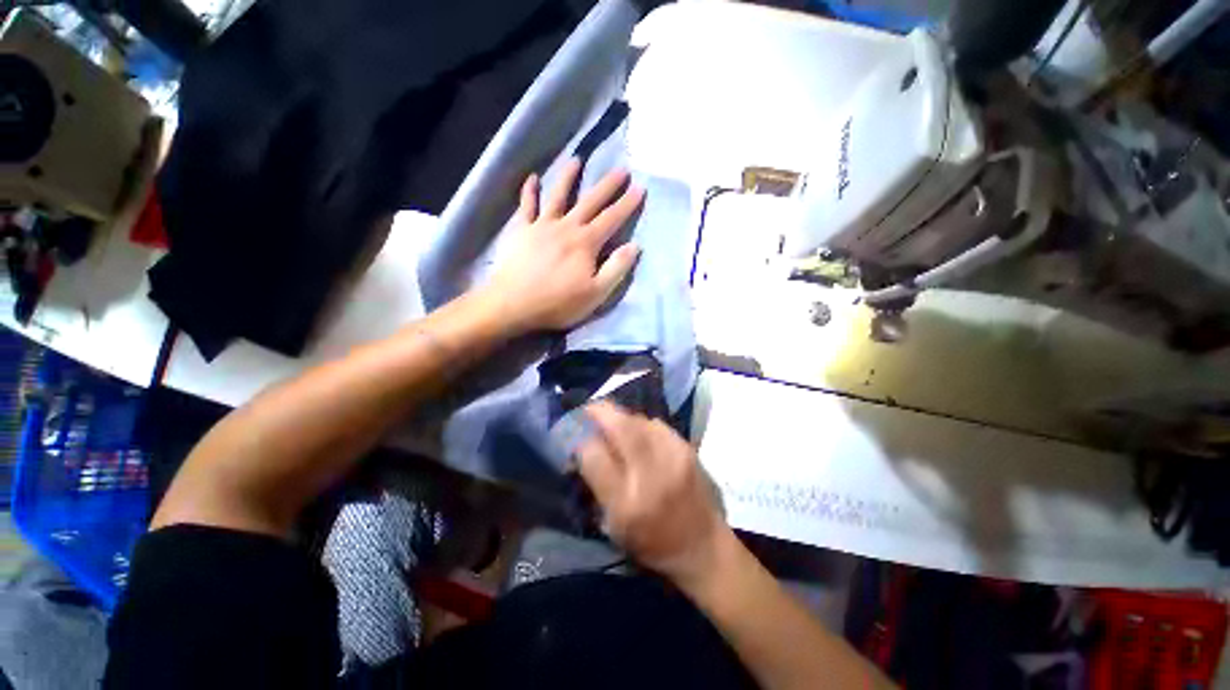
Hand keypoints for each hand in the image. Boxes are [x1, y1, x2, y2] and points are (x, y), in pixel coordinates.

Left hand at [483, 158, 644, 332]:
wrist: (513, 303)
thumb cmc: (558, 302)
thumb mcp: (596, 293)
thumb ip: (616, 269)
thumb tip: (634, 246)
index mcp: (586, 243)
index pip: (612, 218)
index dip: (627, 203)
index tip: (640, 187)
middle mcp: (566, 227)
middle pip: (590, 201)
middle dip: (607, 185)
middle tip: (621, 168)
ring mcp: (541, 226)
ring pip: (558, 195)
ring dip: (568, 177)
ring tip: (576, 160)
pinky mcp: (522, 230)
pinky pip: (526, 206)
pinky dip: (529, 191)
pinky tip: (533, 178)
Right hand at [577, 402, 733, 585]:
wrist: (704, 545)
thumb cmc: (653, 543)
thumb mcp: (614, 527)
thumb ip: (597, 486)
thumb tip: (583, 451)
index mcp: (625, 502)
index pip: (593, 455)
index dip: (580, 440)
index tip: (575, 435)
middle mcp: (649, 474)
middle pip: (619, 427)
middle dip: (598, 411)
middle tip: (588, 409)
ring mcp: (672, 456)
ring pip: (638, 419)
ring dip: (620, 416)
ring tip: (613, 421)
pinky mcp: (687, 448)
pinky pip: (656, 424)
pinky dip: (642, 424)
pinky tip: (639, 431)